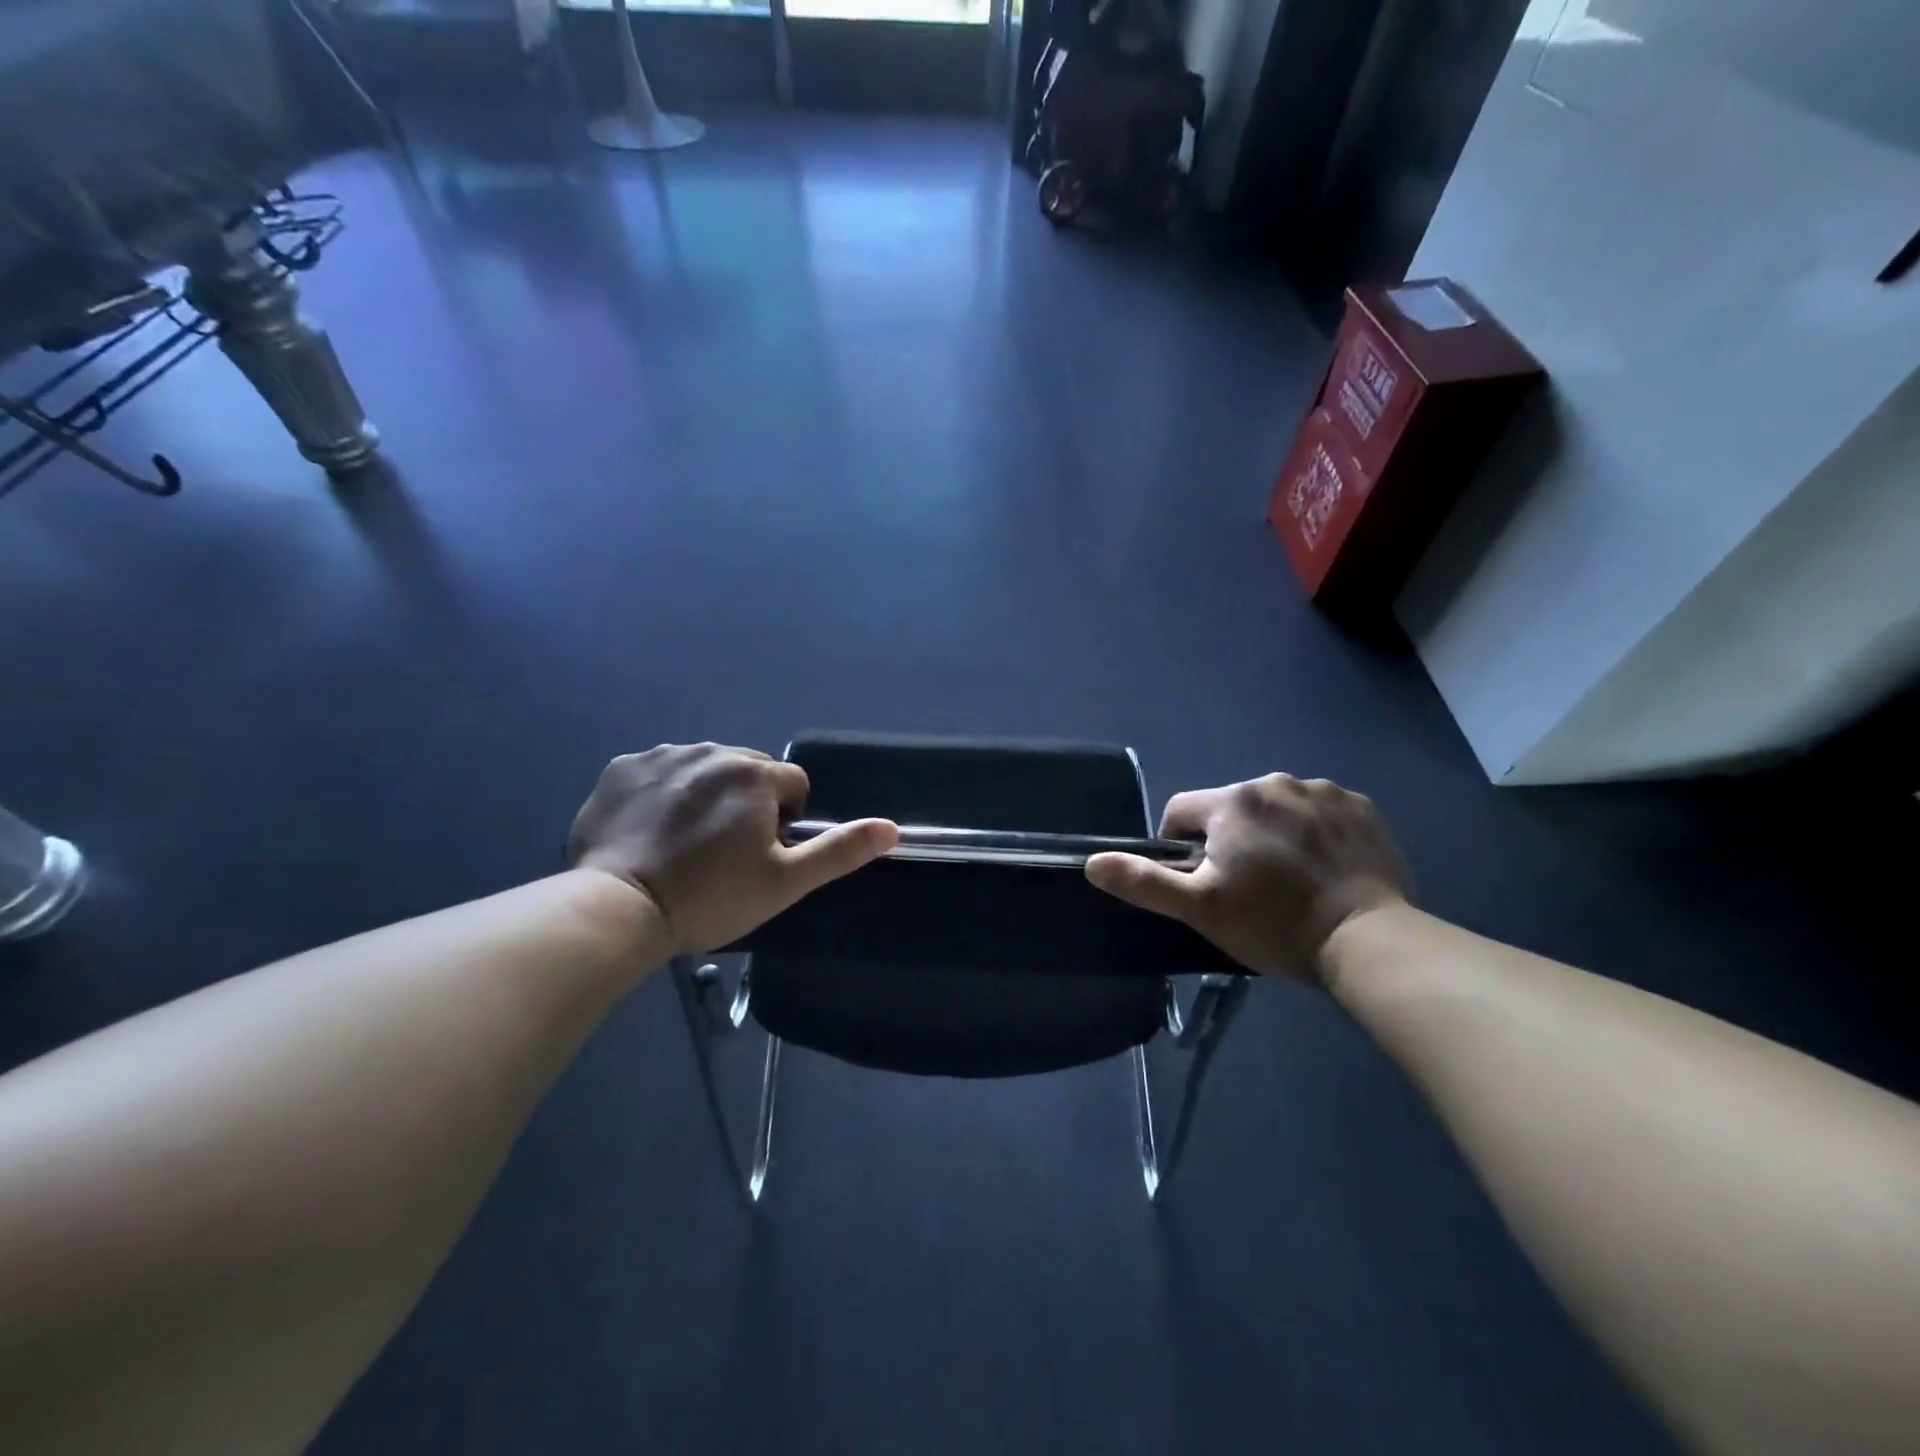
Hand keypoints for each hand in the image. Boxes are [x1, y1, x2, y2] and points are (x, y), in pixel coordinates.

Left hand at [567, 743, 897, 954]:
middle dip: (747, 802)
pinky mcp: (621, 768)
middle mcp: (710, 750)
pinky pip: (658, 772)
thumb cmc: (711, 897)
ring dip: (706, 794)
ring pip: (703, 768)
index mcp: (754, 773)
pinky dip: (661, 793)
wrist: (620, 908)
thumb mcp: (786, 881)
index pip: (793, 783)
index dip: (786, 820)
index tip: (760, 855)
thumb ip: (840, 850)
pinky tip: (650, 831)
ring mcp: (661, 755)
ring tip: (685, 843)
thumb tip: (892, 828)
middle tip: (724, 853)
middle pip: (748, 771)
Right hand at [1085, 773, 1409, 980]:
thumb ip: (1144, 882)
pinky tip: (1324, 869)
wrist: (1369, 940)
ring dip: (1271, 833)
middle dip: (1228, 839)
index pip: (1181, 811)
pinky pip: (1319, 812)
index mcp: (1232, 802)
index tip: (1199, 881)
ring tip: (1289, 880)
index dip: (1179, 846)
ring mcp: (1323, 791)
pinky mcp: (1361, 808)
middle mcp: (1274, 782)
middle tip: (1246, 887)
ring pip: (1275, 808)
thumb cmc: (1274, 924)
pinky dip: (1314, 832)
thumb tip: (1092, 862)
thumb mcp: (1200, 909)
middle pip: (1230, 808)